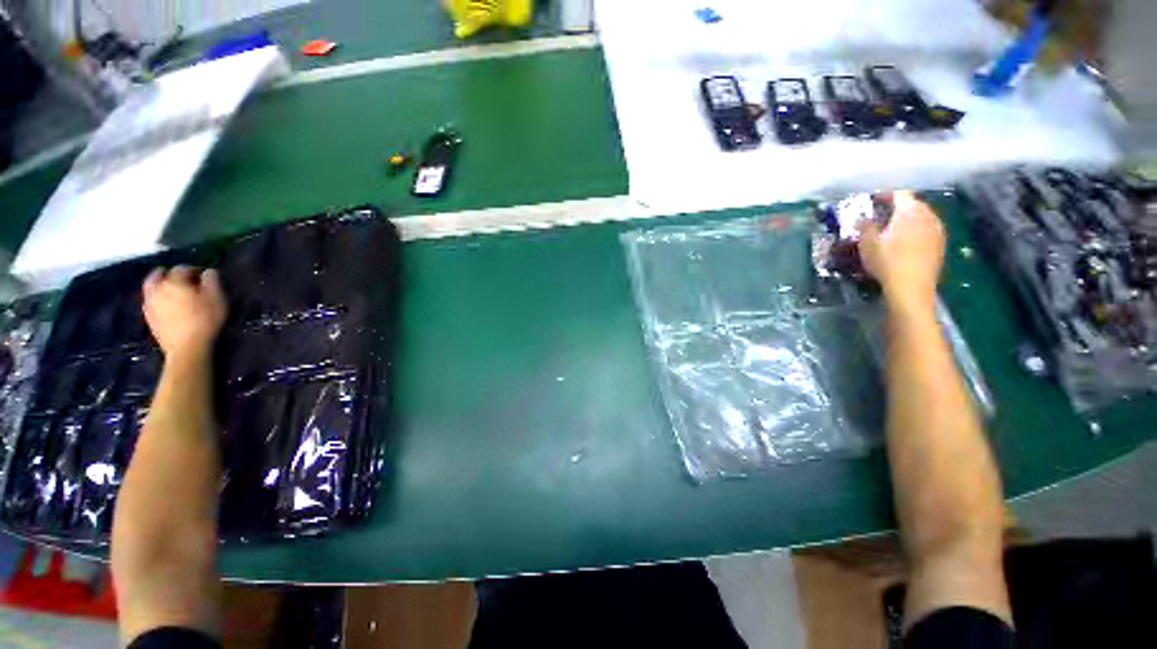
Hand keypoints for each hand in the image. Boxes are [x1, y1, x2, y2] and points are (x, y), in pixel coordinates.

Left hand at [142, 267, 226, 360]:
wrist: (187, 347)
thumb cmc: (206, 320)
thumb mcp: (217, 299)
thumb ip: (212, 282)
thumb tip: (208, 271)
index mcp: (174, 282)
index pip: (182, 269)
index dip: (193, 269)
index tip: (204, 276)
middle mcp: (158, 289)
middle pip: (158, 275)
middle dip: (169, 274)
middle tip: (181, 279)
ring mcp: (150, 304)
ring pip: (151, 287)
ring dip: (160, 285)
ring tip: (171, 290)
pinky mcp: (148, 317)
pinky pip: (149, 301)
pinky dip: (156, 298)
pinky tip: (165, 304)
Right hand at [860, 191, 945, 312]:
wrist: (911, 287)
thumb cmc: (886, 262)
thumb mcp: (867, 243)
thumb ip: (865, 226)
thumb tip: (863, 217)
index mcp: (910, 211)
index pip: (899, 194)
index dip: (885, 195)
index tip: (872, 201)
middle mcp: (928, 215)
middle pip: (912, 204)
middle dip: (896, 207)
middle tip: (880, 216)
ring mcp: (937, 230)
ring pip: (921, 217)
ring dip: (907, 219)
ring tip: (892, 229)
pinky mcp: (940, 244)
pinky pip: (927, 229)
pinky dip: (915, 231)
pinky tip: (905, 242)